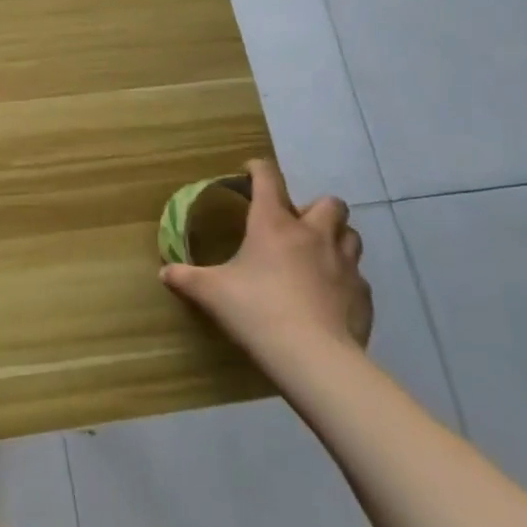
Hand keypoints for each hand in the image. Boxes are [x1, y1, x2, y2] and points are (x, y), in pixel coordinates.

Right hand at [161, 158, 370, 364]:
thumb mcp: (211, 293)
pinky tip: (328, 297)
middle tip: (295, 225)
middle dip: (315, 207)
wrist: (312, 357)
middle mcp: (313, 235)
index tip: (250, 171)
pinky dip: (344, 280)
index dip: (258, 168)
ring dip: (336, 238)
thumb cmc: (256, 311)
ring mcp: (344, 264)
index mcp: (274, 224)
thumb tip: (164, 272)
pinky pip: (357, 277)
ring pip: (350, 235)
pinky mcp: (362, 295)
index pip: (268, 178)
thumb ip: (186, 278)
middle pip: (330, 203)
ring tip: (317, 255)